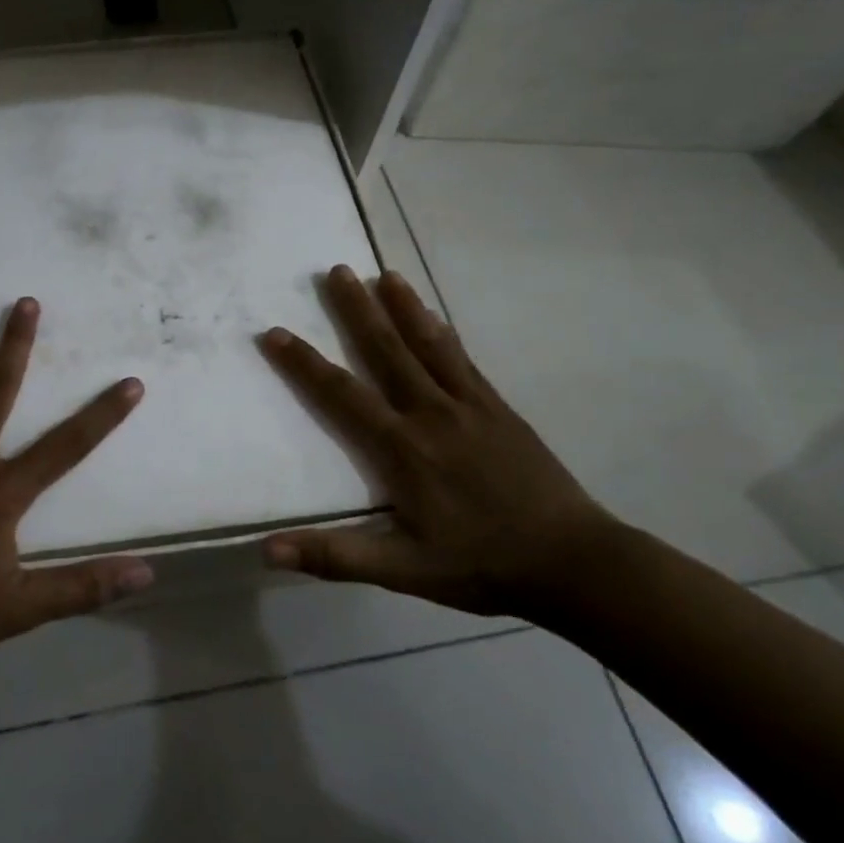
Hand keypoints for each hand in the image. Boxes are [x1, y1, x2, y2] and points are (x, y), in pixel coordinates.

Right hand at [258, 266, 620, 616]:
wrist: (574, 563)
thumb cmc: (482, 566)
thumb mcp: (403, 571)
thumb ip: (335, 557)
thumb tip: (268, 550)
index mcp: (402, 449)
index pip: (341, 395)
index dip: (304, 363)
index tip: (275, 332)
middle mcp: (431, 414)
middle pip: (386, 351)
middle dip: (357, 310)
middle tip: (336, 270)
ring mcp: (470, 406)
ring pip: (428, 345)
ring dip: (403, 307)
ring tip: (384, 274)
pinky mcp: (499, 409)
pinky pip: (464, 360)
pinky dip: (444, 334)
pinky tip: (437, 319)